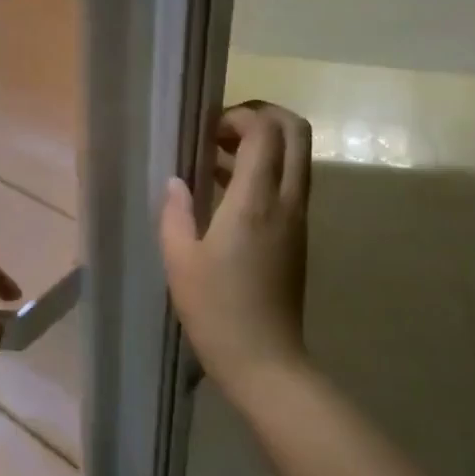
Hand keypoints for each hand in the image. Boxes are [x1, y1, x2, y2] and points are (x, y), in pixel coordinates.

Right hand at [160, 101, 311, 400]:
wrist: (266, 361)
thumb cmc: (217, 310)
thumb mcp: (180, 260)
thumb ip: (176, 212)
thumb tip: (176, 181)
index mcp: (256, 201)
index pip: (265, 131)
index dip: (240, 114)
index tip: (206, 127)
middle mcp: (287, 200)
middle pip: (296, 132)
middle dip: (263, 115)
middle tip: (223, 127)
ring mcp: (298, 218)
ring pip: (297, 156)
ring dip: (264, 143)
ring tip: (216, 156)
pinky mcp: (298, 236)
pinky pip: (290, 183)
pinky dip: (266, 170)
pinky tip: (226, 191)